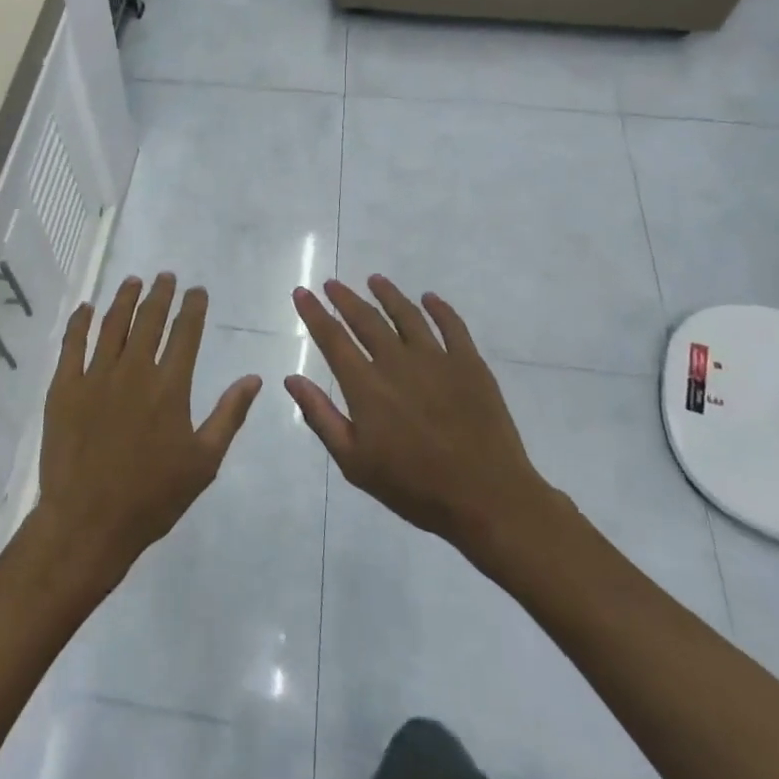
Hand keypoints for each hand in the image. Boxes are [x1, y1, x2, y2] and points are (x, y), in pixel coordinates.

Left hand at [34, 274, 261, 593]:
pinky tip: (86, 308)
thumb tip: (254, 378)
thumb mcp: (204, 462)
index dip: (193, 307)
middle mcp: (134, 371)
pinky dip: (80, 323)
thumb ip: (229, 416)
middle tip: (165, 277)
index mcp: (169, 387)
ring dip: (124, 299)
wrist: (88, 522)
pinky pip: (72, 345)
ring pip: (112, 325)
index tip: (197, 290)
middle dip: (160, 294)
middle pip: (149, 320)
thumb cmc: (152, 497)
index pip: (185, 333)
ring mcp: (95, 377)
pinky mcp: (64, 388)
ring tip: (133, 281)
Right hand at [286, 276, 569, 566]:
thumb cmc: (414, 486)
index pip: (333, 338)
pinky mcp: (470, 364)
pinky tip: (430, 298)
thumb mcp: (354, 462)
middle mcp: (397, 362)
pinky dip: (439, 308)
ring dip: (387, 294)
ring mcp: (437, 359)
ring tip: (375, 280)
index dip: (314, 313)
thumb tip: (292, 379)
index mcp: (366, 386)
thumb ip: (321, 417)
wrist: (486, 498)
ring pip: (406, 314)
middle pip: (366, 319)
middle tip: (332, 283)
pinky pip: (452, 325)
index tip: (302, 292)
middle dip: (345, 298)